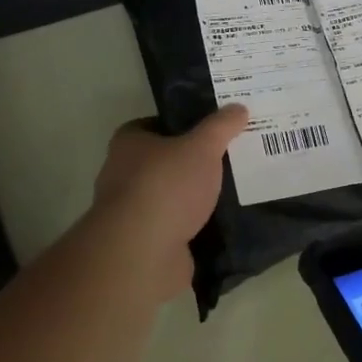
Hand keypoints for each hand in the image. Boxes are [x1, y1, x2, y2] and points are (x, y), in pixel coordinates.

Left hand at [90, 106, 247, 297]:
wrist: (142, 253)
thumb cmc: (166, 186)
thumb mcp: (202, 146)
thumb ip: (221, 126)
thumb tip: (238, 108)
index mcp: (128, 143)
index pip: (155, 124)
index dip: (183, 123)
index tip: (213, 128)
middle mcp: (123, 174)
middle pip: (165, 161)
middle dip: (193, 161)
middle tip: (230, 156)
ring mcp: (132, 212)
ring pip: (172, 196)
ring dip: (196, 196)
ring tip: (235, 189)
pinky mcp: (146, 243)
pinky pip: (178, 226)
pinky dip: (197, 225)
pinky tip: (225, 222)